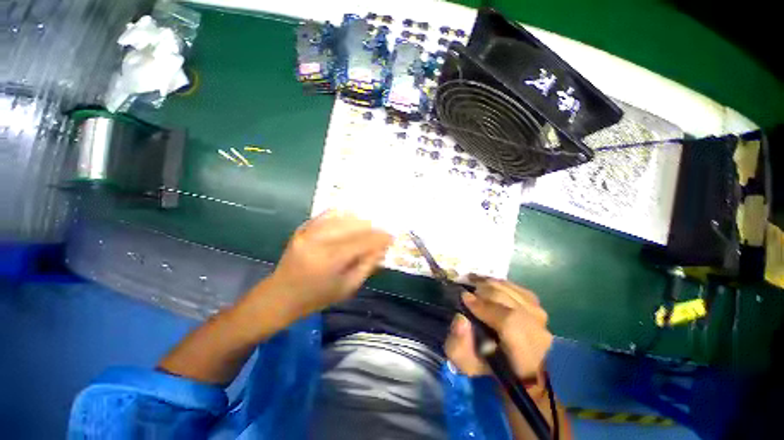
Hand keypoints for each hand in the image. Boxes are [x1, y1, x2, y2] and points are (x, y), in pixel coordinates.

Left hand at [265, 210, 392, 317]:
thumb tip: (381, 248)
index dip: (380, 238)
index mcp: (330, 259)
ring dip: (359, 221)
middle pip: (354, 225)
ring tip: (369, 227)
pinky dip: (343, 216)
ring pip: (342, 217)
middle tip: (381, 233)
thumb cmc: (317, 297)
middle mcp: (319, 240)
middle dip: (372, 228)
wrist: (280, 296)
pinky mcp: (303, 228)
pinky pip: (328, 215)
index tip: (391, 237)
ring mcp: (308, 231)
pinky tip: (352, 220)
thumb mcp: (348, 287)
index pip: (362, 241)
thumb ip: (367, 265)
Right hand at [445, 276, 552, 381]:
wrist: (518, 370)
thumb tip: (461, 319)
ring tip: (473, 283)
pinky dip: (499, 283)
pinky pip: (515, 287)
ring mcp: (540, 316)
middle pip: (507, 298)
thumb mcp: (467, 364)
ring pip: (510, 290)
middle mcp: (537, 331)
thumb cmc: (491, 369)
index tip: (464, 297)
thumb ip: (459, 345)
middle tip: (466, 289)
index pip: (508, 321)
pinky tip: (487, 284)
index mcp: (523, 352)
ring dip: (488, 284)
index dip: (483, 306)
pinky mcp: (537, 307)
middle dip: (482, 290)